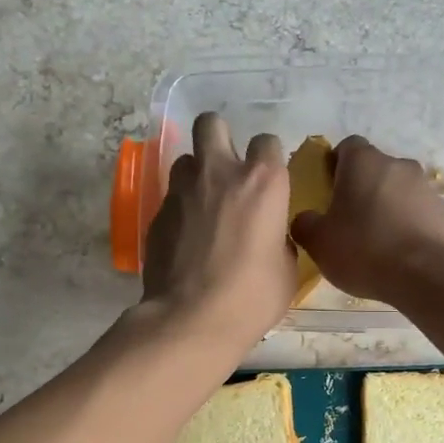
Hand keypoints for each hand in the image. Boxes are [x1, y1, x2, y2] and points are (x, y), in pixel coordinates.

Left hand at [141, 112, 296, 350]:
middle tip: (226, 167)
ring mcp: (183, 190)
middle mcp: (220, 172)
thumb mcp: (286, 269)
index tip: (269, 180)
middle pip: (212, 123)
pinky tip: (186, 236)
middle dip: (219, 136)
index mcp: (263, 182)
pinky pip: (171, 196)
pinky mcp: (157, 213)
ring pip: (185, 159)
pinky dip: (180, 207)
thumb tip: (270, 234)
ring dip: (196, 173)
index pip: (267, 141)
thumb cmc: (252, 297)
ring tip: (203, 203)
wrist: (192, 319)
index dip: (268, 158)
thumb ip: (279, 238)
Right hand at [289, 136, 443, 303]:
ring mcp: (425, 187)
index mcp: (363, 162)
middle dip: (361, 187)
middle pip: (374, 168)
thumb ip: (305, 224)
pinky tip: (398, 250)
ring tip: (376, 238)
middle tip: (348, 218)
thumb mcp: (318, 242)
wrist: (426, 275)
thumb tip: (306, 219)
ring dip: (386, 205)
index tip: (328, 189)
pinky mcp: (443, 211)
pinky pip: (416, 211)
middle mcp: (397, 164)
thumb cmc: (364, 249)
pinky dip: (406, 223)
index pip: (347, 146)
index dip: (336, 164)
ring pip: (397, 189)